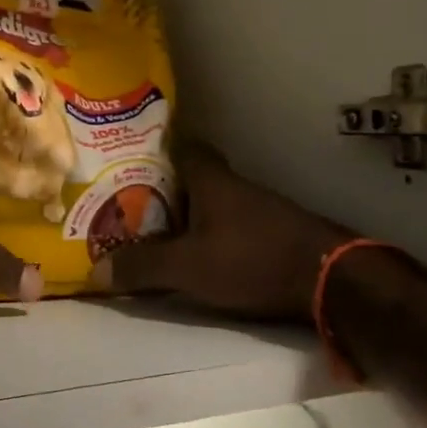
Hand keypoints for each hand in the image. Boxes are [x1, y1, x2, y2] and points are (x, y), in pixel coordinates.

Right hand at [88, 145, 351, 319]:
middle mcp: (232, 187)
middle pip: (189, 177)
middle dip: (159, 188)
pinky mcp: (270, 235)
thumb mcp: (188, 267)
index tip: (125, 159)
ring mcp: (255, 210)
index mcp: (210, 180)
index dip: (153, 149)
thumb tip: (95, 271)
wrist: (332, 280)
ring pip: (207, 203)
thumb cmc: (253, 259)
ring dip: (182, 214)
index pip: (181, 147)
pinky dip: (203, 234)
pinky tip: (190, 254)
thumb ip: (142, 267)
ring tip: (148, 232)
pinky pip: (224, 225)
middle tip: (123, 203)